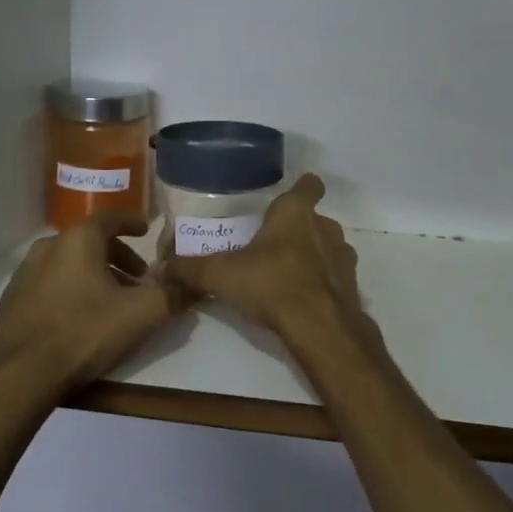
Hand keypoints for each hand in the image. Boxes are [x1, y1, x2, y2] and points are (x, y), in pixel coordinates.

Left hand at [0, 213, 182, 403]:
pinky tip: (80, 315)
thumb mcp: (141, 314)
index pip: (110, 218)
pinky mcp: (12, 299)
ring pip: (69, 263)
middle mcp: (48, 247)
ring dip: (94, 274)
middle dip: (118, 256)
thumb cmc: (85, 332)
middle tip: (137, 278)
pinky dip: (71, 288)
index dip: (132, 222)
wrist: (21, 375)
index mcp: (78, 240)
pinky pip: (50, 283)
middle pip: (90, 242)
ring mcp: (25, 273)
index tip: (146, 231)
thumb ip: (172, 295)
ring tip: (112, 299)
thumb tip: (193, 285)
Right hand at [162, 174, 364, 340]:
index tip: (287, 197)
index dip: (302, 187)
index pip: (309, 185)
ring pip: (326, 247)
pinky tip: (302, 300)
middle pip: (313, 219)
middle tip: (269, 247)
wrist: (320, 327)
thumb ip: (191, 270)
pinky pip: (334, 275)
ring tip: (285, 276)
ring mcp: (343, 255)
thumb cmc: (272, 284)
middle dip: (296, 230)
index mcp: (296, 213)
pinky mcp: (352, 284)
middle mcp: (325, 227)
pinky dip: (321, 283)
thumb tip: (160, 269)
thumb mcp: (222, 276)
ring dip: (311, 256)